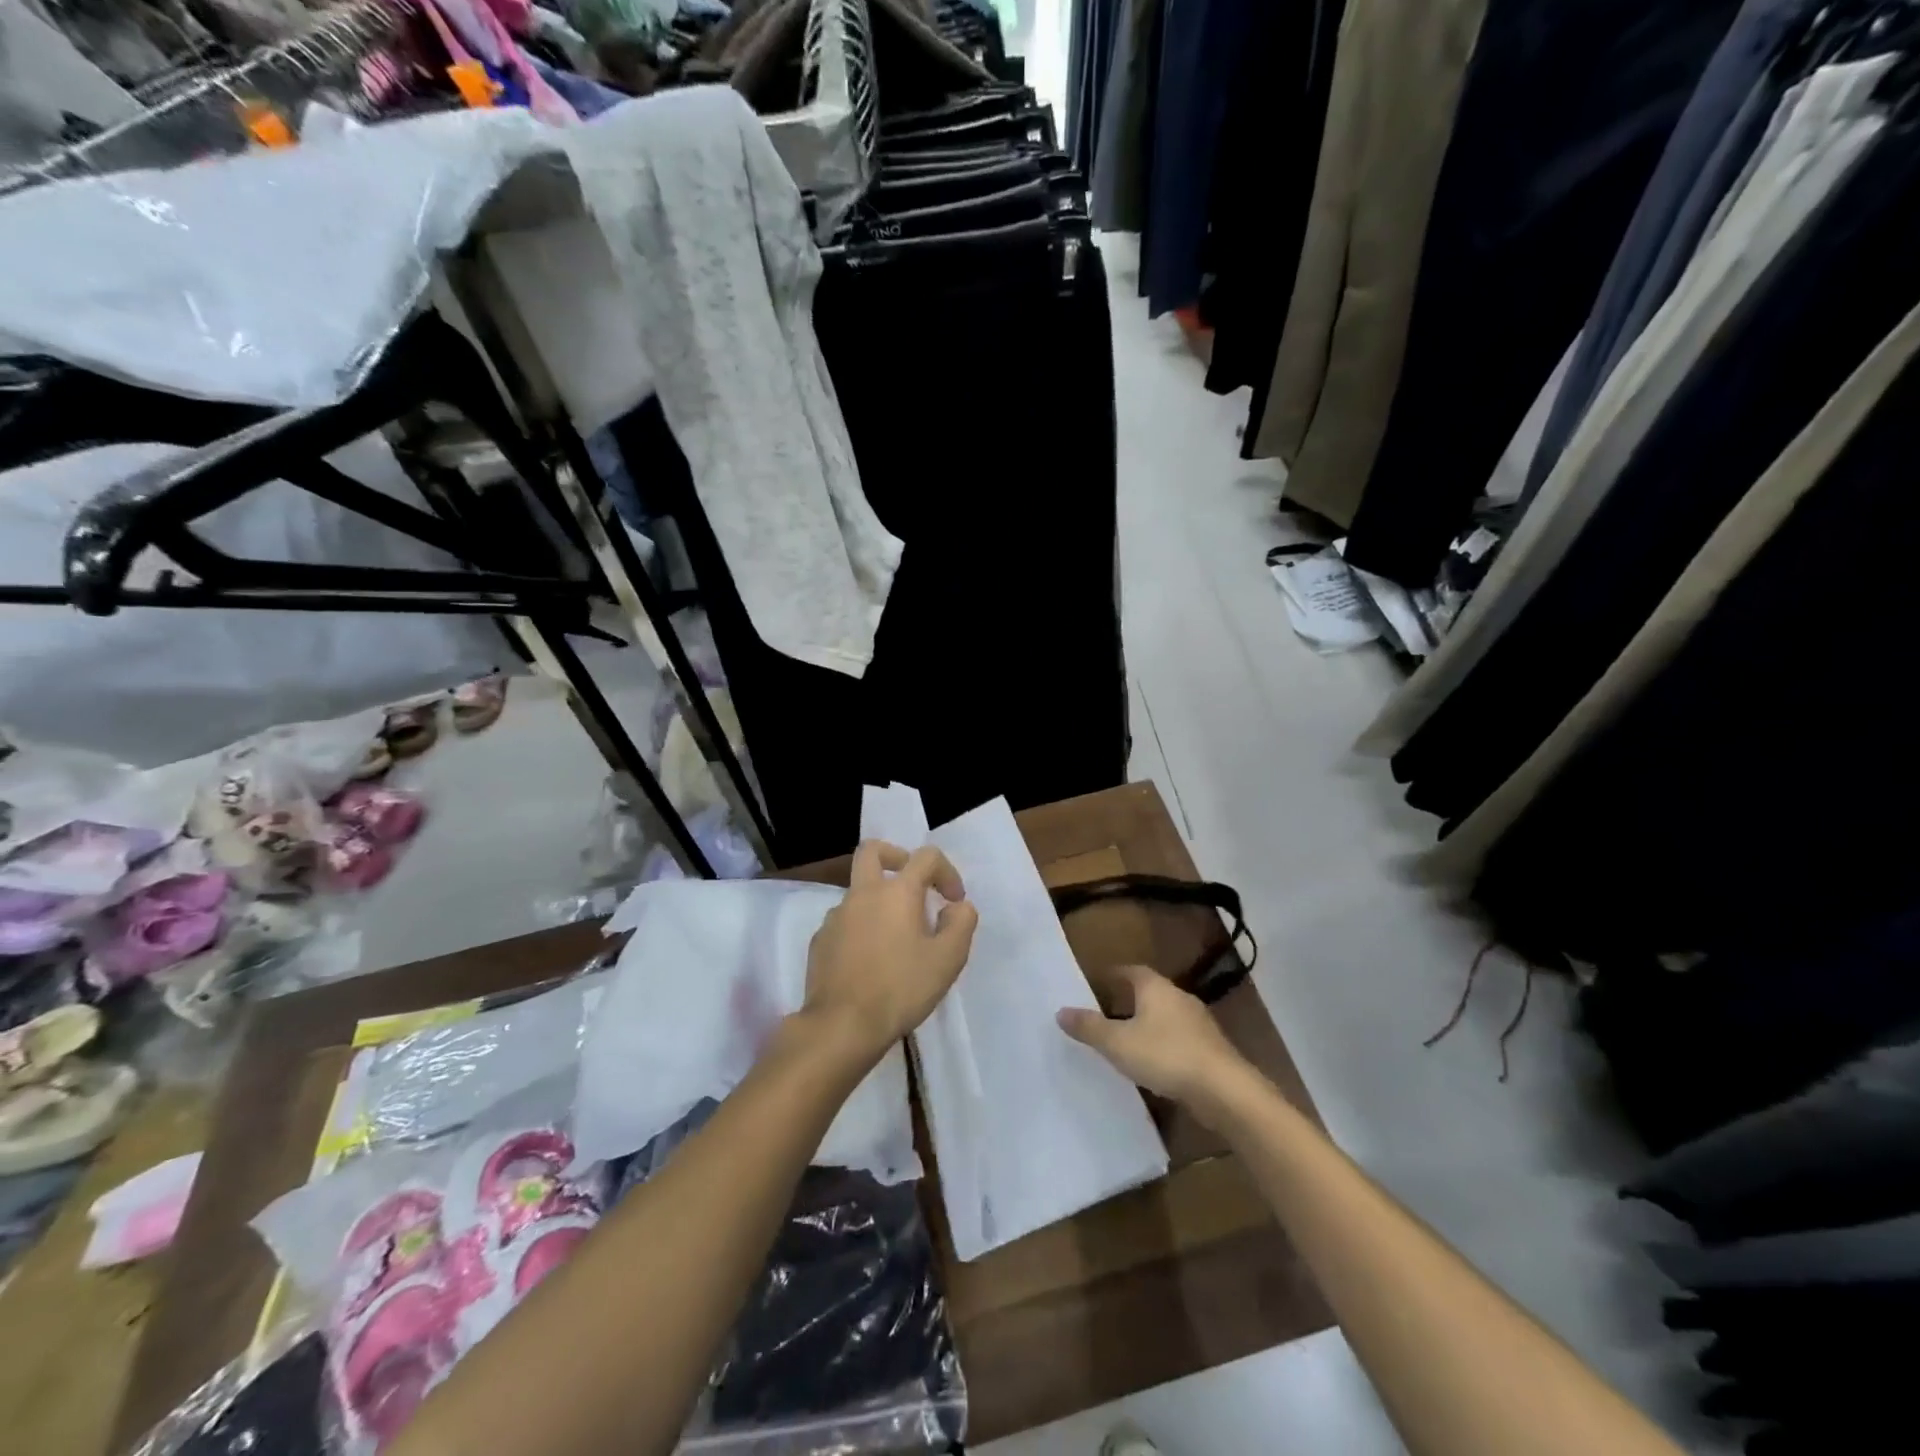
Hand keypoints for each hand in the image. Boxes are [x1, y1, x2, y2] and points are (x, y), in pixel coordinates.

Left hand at [803, 839, 978, 1066]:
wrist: (841, 1026)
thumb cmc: (900, 989)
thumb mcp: (948, 960)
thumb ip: (961, 924)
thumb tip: (956, 907)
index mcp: (897, 892)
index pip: (926, 857)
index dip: (946, 871)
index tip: (953, 901)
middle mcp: (863, 894)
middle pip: (873, 851)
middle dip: (896, 857)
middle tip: (913, 883)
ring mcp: (836, 916)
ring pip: (858, 890)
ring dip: (879, 900)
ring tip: (897, 938)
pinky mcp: (820, 941)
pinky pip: (844, 921)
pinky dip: (861, 928)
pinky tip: (871, 960)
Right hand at [1057, 964, 1251, 1114]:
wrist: (1225, 1090)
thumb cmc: (1166, 1056)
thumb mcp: (1118, 1043)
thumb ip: (1089, 1028)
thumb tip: (1061, 1011)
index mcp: (1156, 988)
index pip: (1131, 971)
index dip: (1114, 975)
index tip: (1097, 981)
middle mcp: (1179, 997)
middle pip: (1150, 992)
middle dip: (1129, 1000)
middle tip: (1107, 1011)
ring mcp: (1199, 1023)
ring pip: (1166, 1016)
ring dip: (1148, 1024)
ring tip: (1127, 1040)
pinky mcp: (1211, 1049)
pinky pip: (1180, 1039)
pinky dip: (1164, 1044)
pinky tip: (1155, 1063)